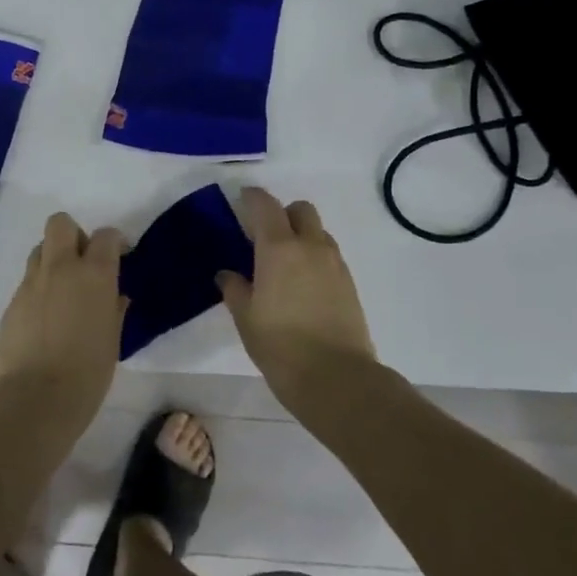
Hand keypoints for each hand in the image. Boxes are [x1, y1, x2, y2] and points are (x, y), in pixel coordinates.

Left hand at [0, 212, 126, 437]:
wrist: (34, 399)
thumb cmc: (87, 374)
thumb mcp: (112, 341)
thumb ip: (113, 310)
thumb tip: (115, 296)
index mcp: (94, 275)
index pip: (105, 236)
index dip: (114, 242)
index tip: (119, 256)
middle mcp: (61, 268)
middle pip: (61, 224)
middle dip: (74, 235)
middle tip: (83, 263)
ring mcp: (31, 284)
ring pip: (39, 250)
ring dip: (53, 260)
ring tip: (62, 290)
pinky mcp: (11, 303)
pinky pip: (27, 281)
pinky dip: (38, 289)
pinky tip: (45, 318)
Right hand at [217, 188, 376, 408]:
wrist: (337, 378)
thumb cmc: (280, 345)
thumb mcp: (245, 318)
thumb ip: (235, 289)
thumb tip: (227, 274)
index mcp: (279, 247)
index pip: (265, 205)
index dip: (252, 197)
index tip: (241, 199)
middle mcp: (310, 246)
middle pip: (300, 210)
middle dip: (283, 214)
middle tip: (264, 237)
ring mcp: (334, 264)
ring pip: (318, 233)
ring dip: (301, 236)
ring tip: (284, 265)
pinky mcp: (349, 284)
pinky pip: (329, 256)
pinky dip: (315, 259)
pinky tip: (302, 286)